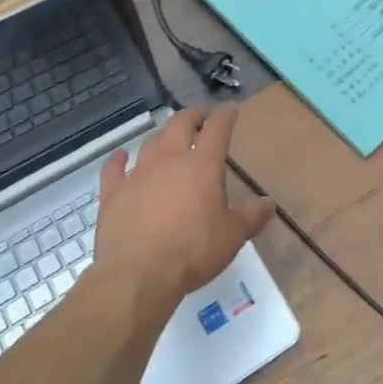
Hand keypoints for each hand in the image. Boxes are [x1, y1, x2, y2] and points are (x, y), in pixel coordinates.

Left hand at [93, 106, 274, 308]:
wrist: (138, 274)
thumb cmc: (192, 251)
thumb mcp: (232, 237)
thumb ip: (251, 217)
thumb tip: (269, 203)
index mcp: (202, 166)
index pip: (217, 129)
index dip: (226, 115)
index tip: (231, 109)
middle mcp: (169, 160)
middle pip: (180, 125)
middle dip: (192, 116)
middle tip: (200, 117)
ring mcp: (138, 173)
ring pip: (151, 143)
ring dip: (162, 136)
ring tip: (168, 138)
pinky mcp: (113, 192)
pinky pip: (114, 168)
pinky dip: (119, 160)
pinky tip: (120, 157)